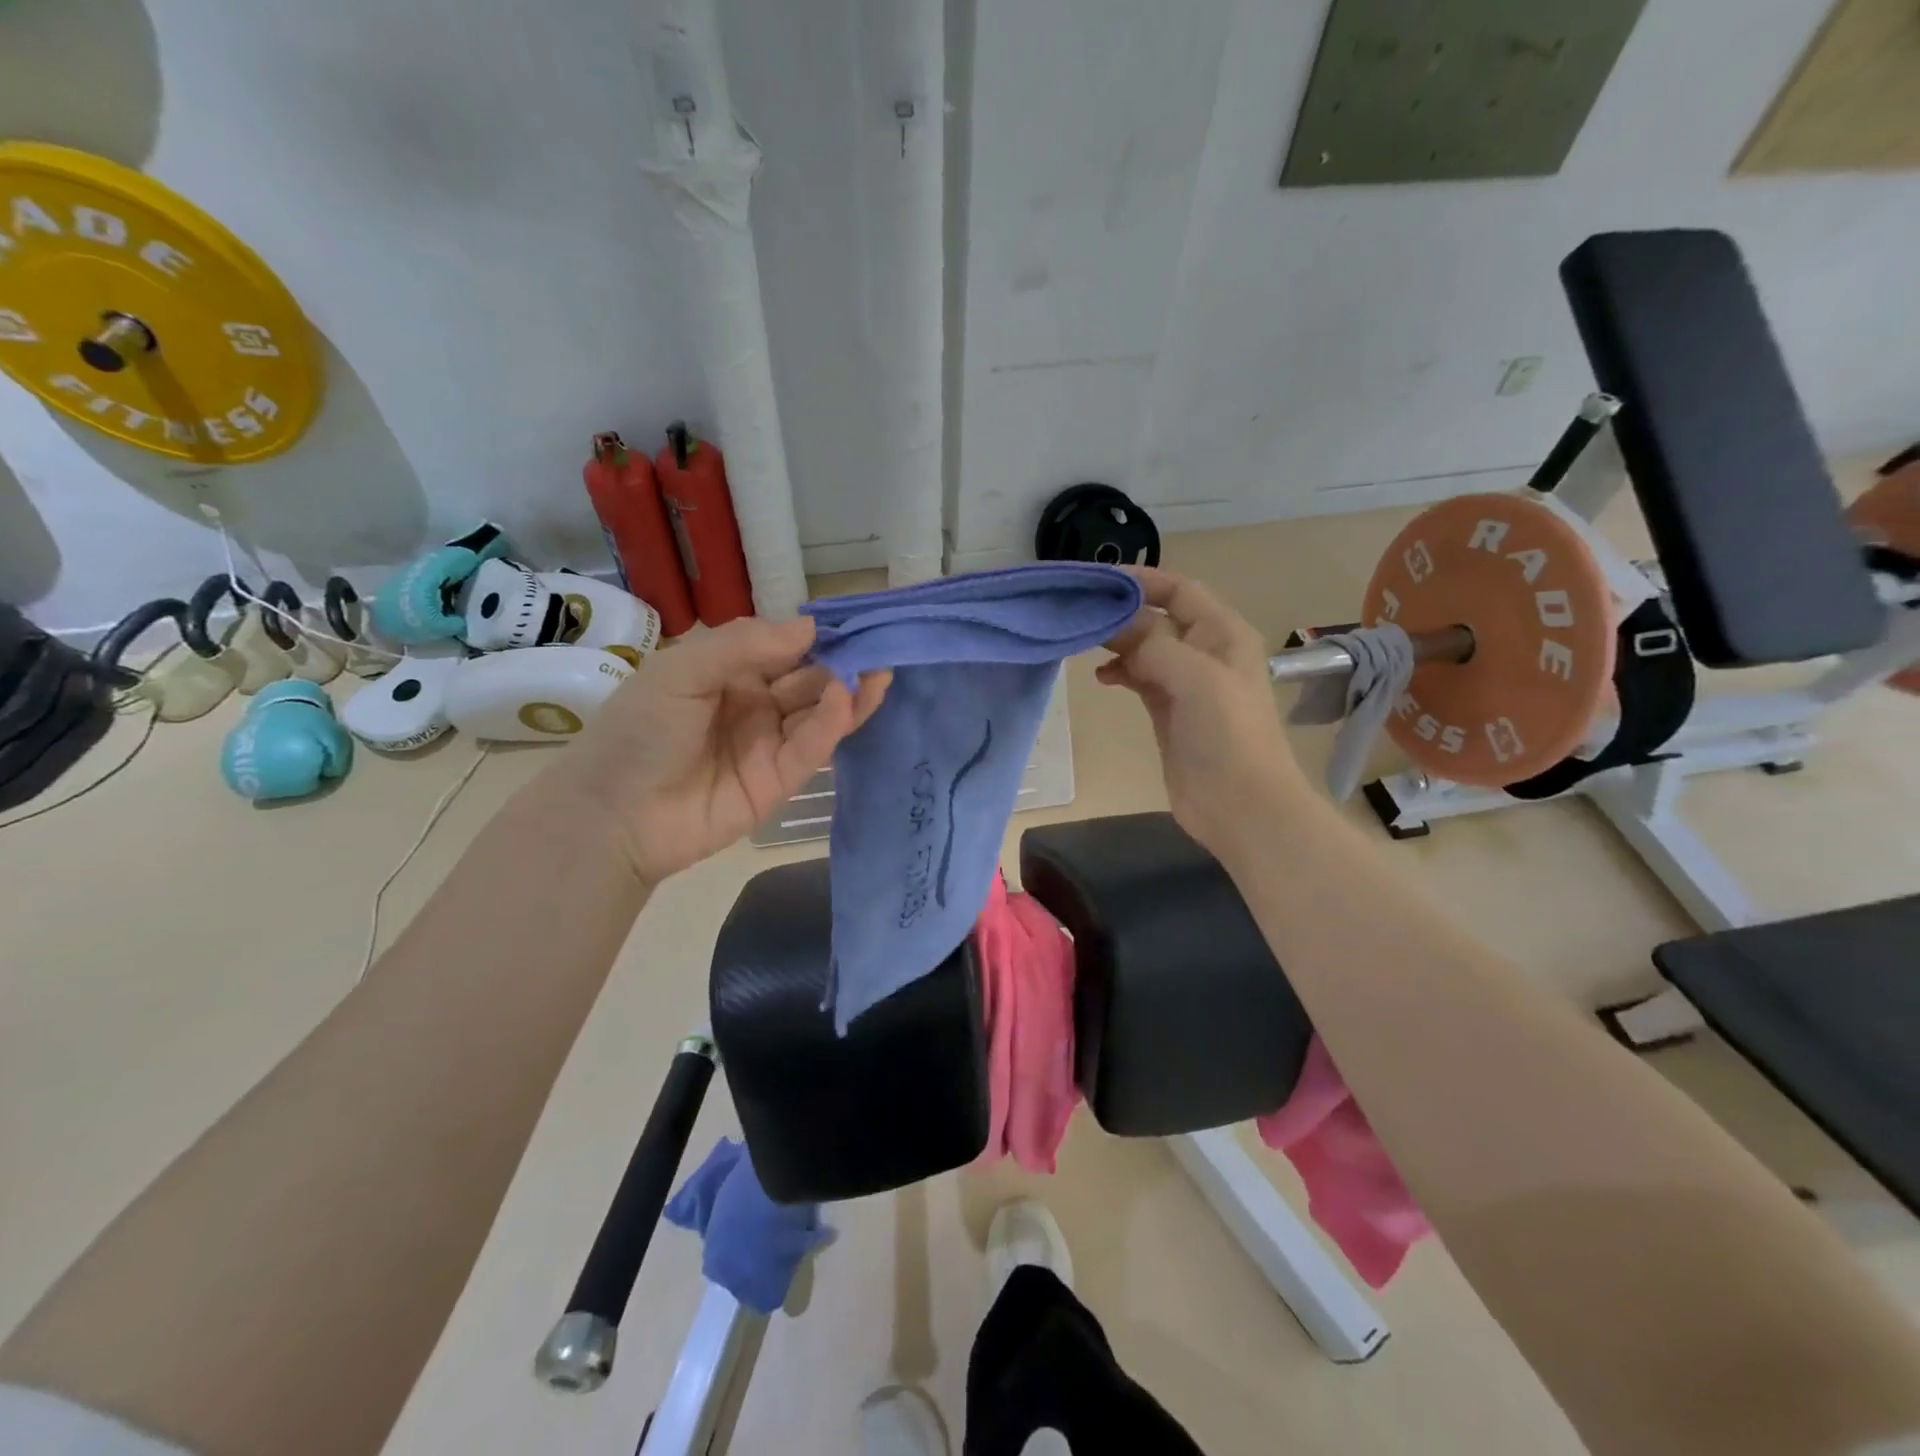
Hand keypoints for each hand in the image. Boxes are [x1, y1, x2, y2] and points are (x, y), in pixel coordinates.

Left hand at [551, 617, 889, 884]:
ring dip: (849, 693)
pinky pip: (810, 749)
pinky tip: (845, 699)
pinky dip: (830, 725)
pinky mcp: (780, 782)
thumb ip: (745, 644)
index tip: (855, 619)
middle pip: (809, 681)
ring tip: (880, 671)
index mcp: (729, 674)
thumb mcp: (683, 670)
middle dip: (843, 663)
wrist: (612, 814)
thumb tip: (810, 627)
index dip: (818, 635)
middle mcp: (755, 705)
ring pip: (818, 715)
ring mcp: (769, 745)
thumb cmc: (639, 729)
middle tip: (881, 646)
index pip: (785, 649)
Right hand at [1096, 567, 1302, 855]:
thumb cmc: (1227, 735)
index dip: (1142, 580)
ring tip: (1083, 643)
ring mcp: (1185, 683)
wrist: (1241, 805)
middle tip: (1077, 612)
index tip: (1098, 580)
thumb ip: (1154, 644)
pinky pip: (1139, 678)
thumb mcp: (1195, 678)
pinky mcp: (1168, 712)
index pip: (1179, 590)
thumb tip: (1117, 627)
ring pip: (1144, 648)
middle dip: (1121, 611)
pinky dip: (1119, 672)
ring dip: (1116, 642)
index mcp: (1222, 633)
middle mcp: (1205, 651)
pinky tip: (1100, 678)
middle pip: (1157, 617)